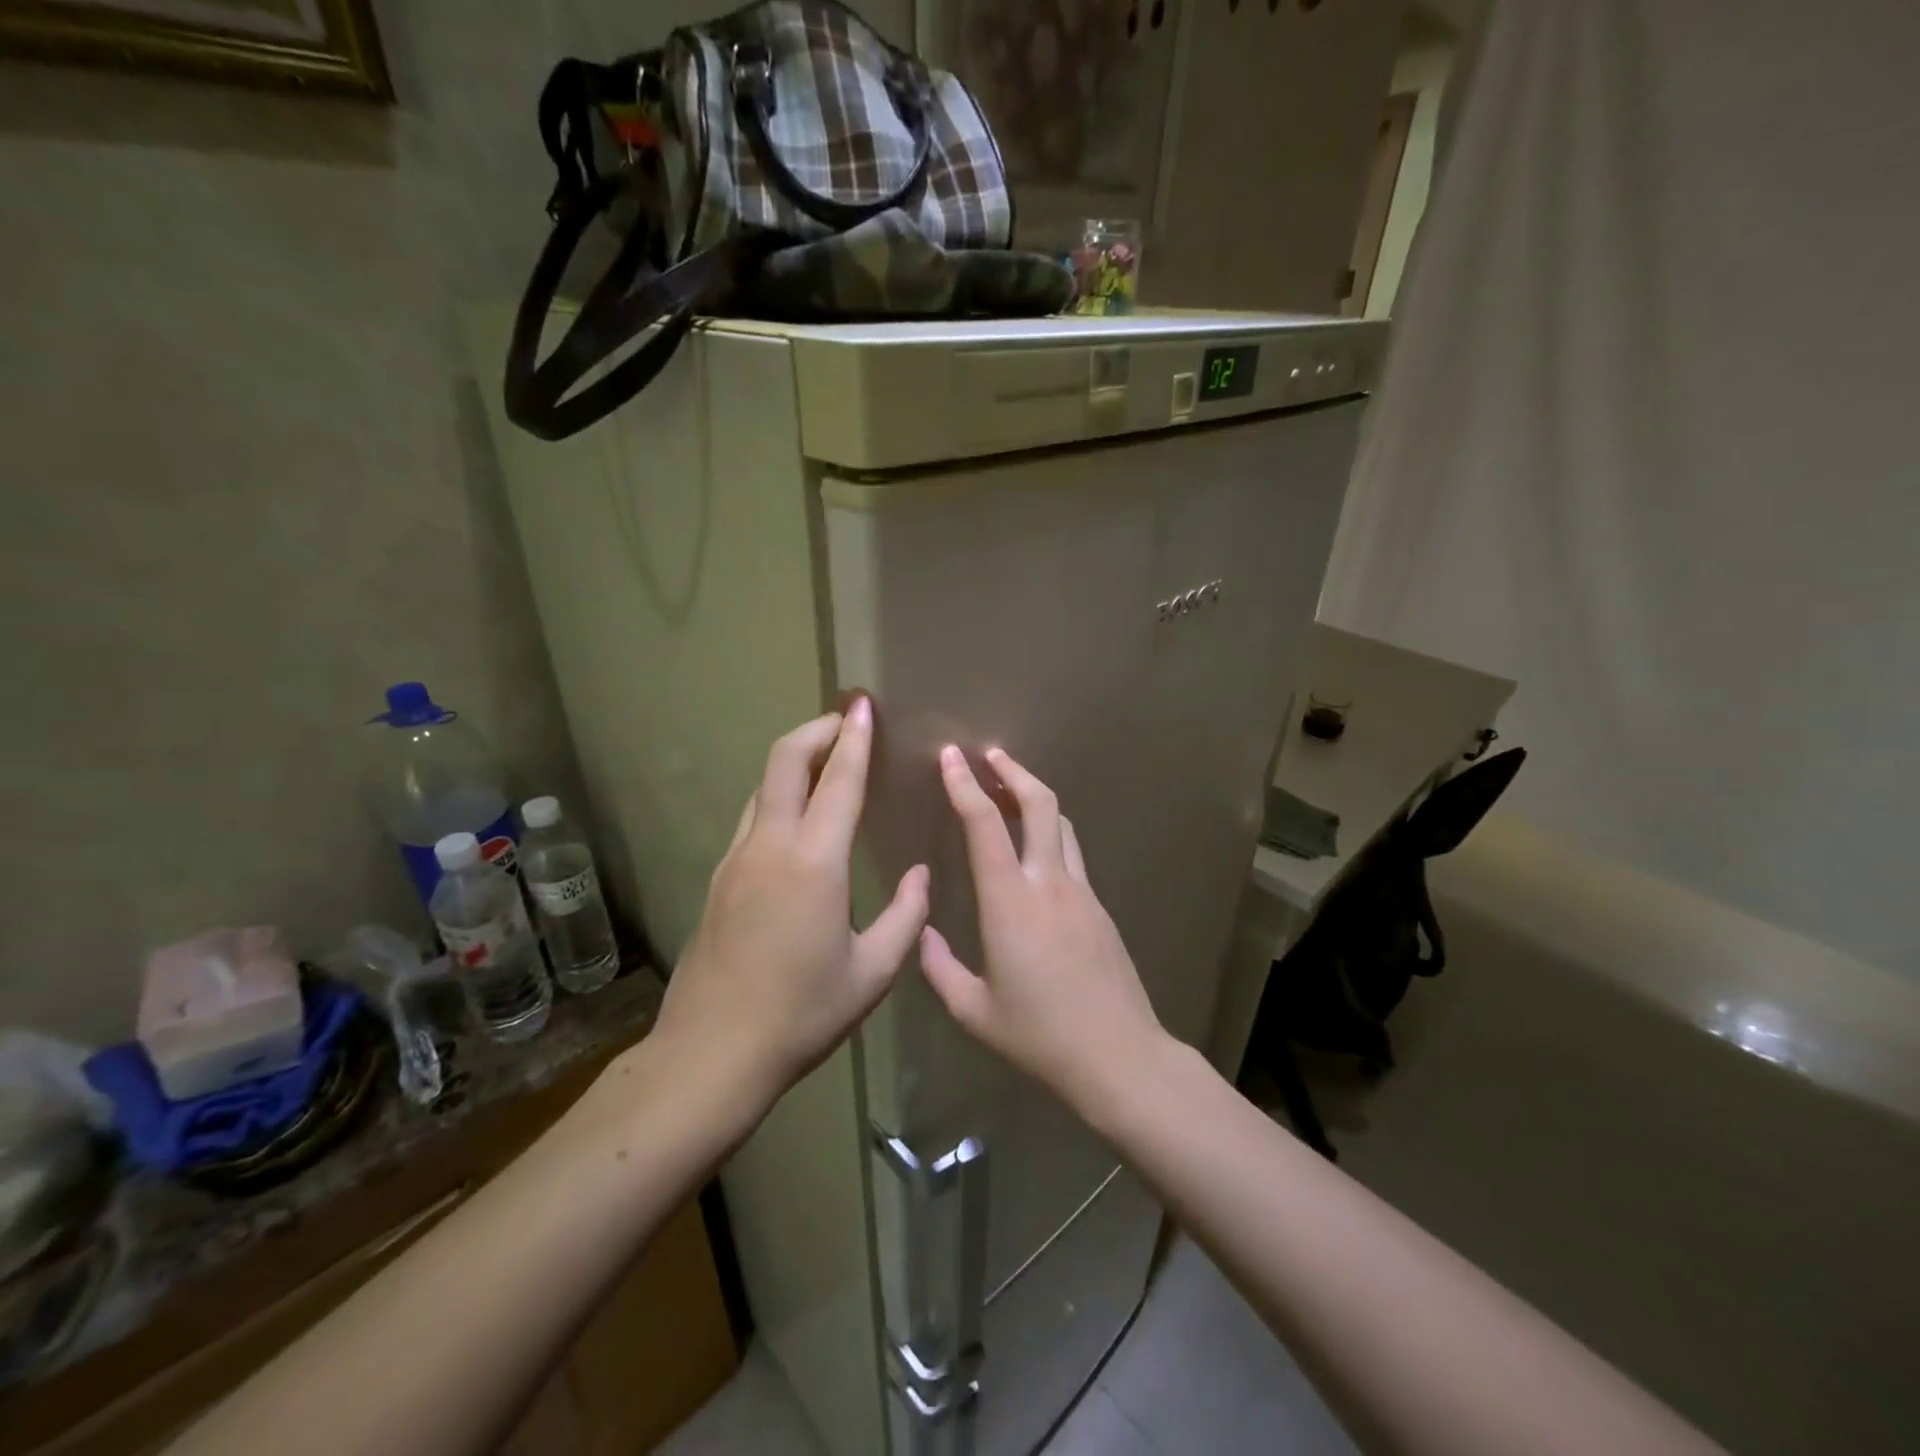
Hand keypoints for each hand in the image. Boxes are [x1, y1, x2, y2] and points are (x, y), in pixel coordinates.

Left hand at [655, 699, 929, 1111]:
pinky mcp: (719, 878)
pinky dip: (779, 794)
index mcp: (813, 862)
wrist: (712, 1053)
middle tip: (845, 720)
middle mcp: (769, 846)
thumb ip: (906, 917)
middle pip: (784, 762)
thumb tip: (922, 876)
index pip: (838, 780)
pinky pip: (752, 816)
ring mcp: (736, 859)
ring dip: (794, 760)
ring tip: (825, 759)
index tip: (864, 705)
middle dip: (816, 730)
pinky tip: (798, 816)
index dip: (854, 738)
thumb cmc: (802, 1013)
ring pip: (763, 786)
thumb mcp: (872, 972)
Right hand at [918, 745, 1166, 1111]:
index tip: (951, 756)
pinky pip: (1071, 852)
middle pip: (1038, 804)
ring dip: (1034, 796)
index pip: (984, 825)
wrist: (1119, 1056)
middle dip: (1012, 771)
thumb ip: (940, 968)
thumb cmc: (1039, 1036)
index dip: (965, 785)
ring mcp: (1081, 892)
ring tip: (1010, 788)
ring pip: (1060, 823)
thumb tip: (923, 933)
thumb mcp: (974, 1010)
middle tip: (988, 754)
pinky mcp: (1099, 906)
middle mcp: (1049, 883)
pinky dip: (1049, 831)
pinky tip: (1035, 847)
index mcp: (1010, 902)